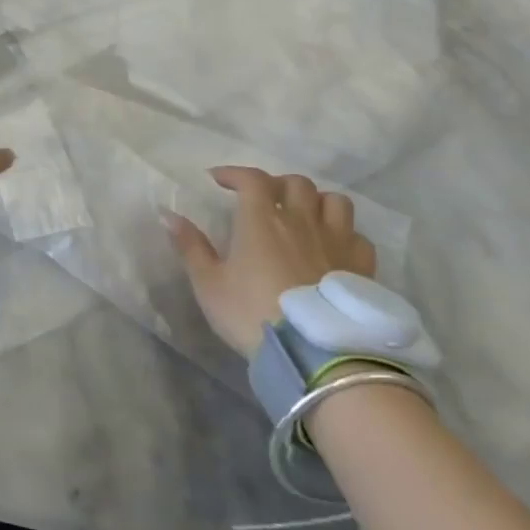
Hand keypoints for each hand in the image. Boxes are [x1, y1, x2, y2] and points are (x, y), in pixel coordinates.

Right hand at [164, 166, 376, 356]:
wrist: (315, 356)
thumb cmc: (252, 314)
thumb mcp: (209, 284)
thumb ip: (190, 247)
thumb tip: (168, 214)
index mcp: (261, 219)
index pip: (251, 178)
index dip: (234, 173)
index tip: (217, 179)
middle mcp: (301, 220)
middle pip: (296, 183)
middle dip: (277, 184)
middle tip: (263, 198)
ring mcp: (337, 242)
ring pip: (334, 202)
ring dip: (316, 202)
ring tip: (304, 217)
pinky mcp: (362, 268)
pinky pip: (358, 236)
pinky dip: (344, 234)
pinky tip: (333, 249)